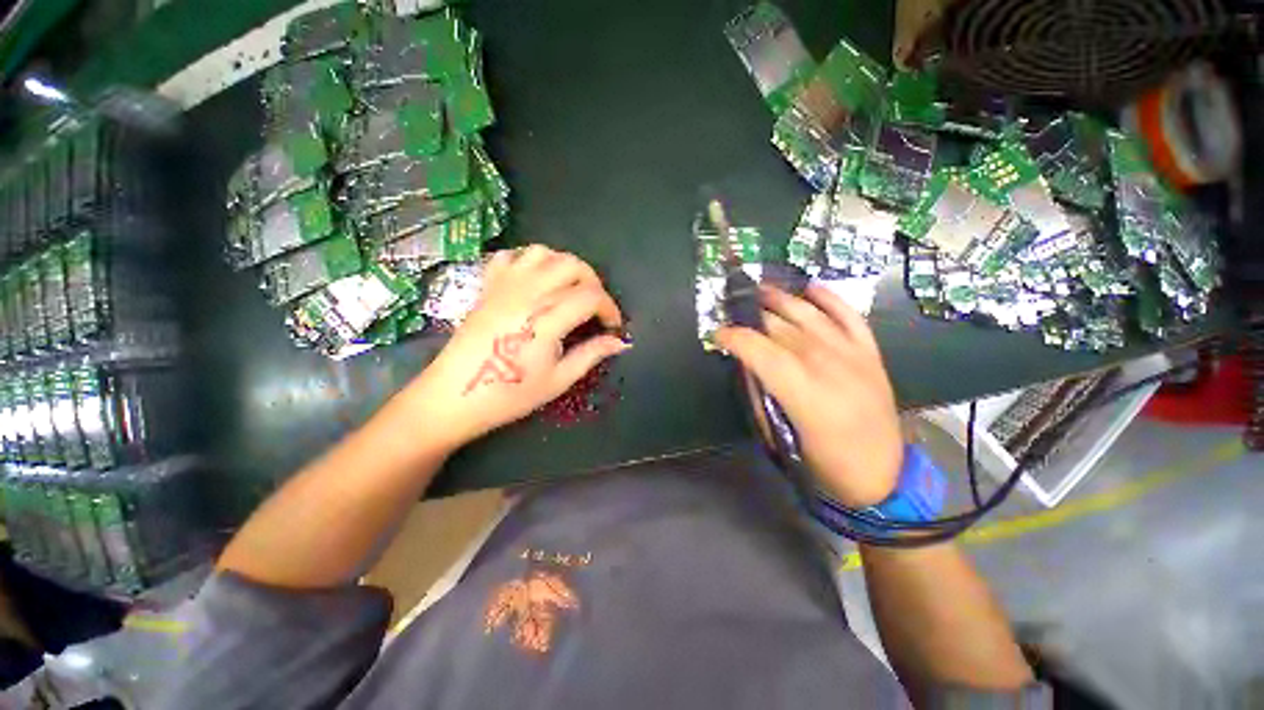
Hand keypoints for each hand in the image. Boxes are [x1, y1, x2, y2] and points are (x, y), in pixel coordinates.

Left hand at [400, 246, 627, 450]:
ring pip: (544, 253)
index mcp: (547, 318)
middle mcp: (528, 293)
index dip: (610, 308)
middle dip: (593, 282)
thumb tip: (621, 342)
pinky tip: (535, 281)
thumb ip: (591, 354)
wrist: (454, 397)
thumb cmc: (510, 394)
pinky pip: (511, 256)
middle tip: (595, 307)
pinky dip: (529, 261)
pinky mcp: (488, 286)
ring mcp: (504, 285)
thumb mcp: (558, 380)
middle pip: (572, 265)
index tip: (612, 326)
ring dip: (564, 266)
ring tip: (569, 290)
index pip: (591, 296)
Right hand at [717, 285, 900, 507]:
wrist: (880, 475)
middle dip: (752, 317)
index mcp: (803, 391)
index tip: (717, 335)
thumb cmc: (822, 462)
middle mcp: (827, 364)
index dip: (734, 337)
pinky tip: (809, 288)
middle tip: (733, 312)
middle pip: (780, 327)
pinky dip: (828, 298)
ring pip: (809, 314)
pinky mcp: (870, 352)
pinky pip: (848, 314)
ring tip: (760, 290)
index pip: (759, 349)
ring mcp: (852, 354)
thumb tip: (745, 362)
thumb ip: (759, 393)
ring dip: (781, 298)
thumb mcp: (778, 434)